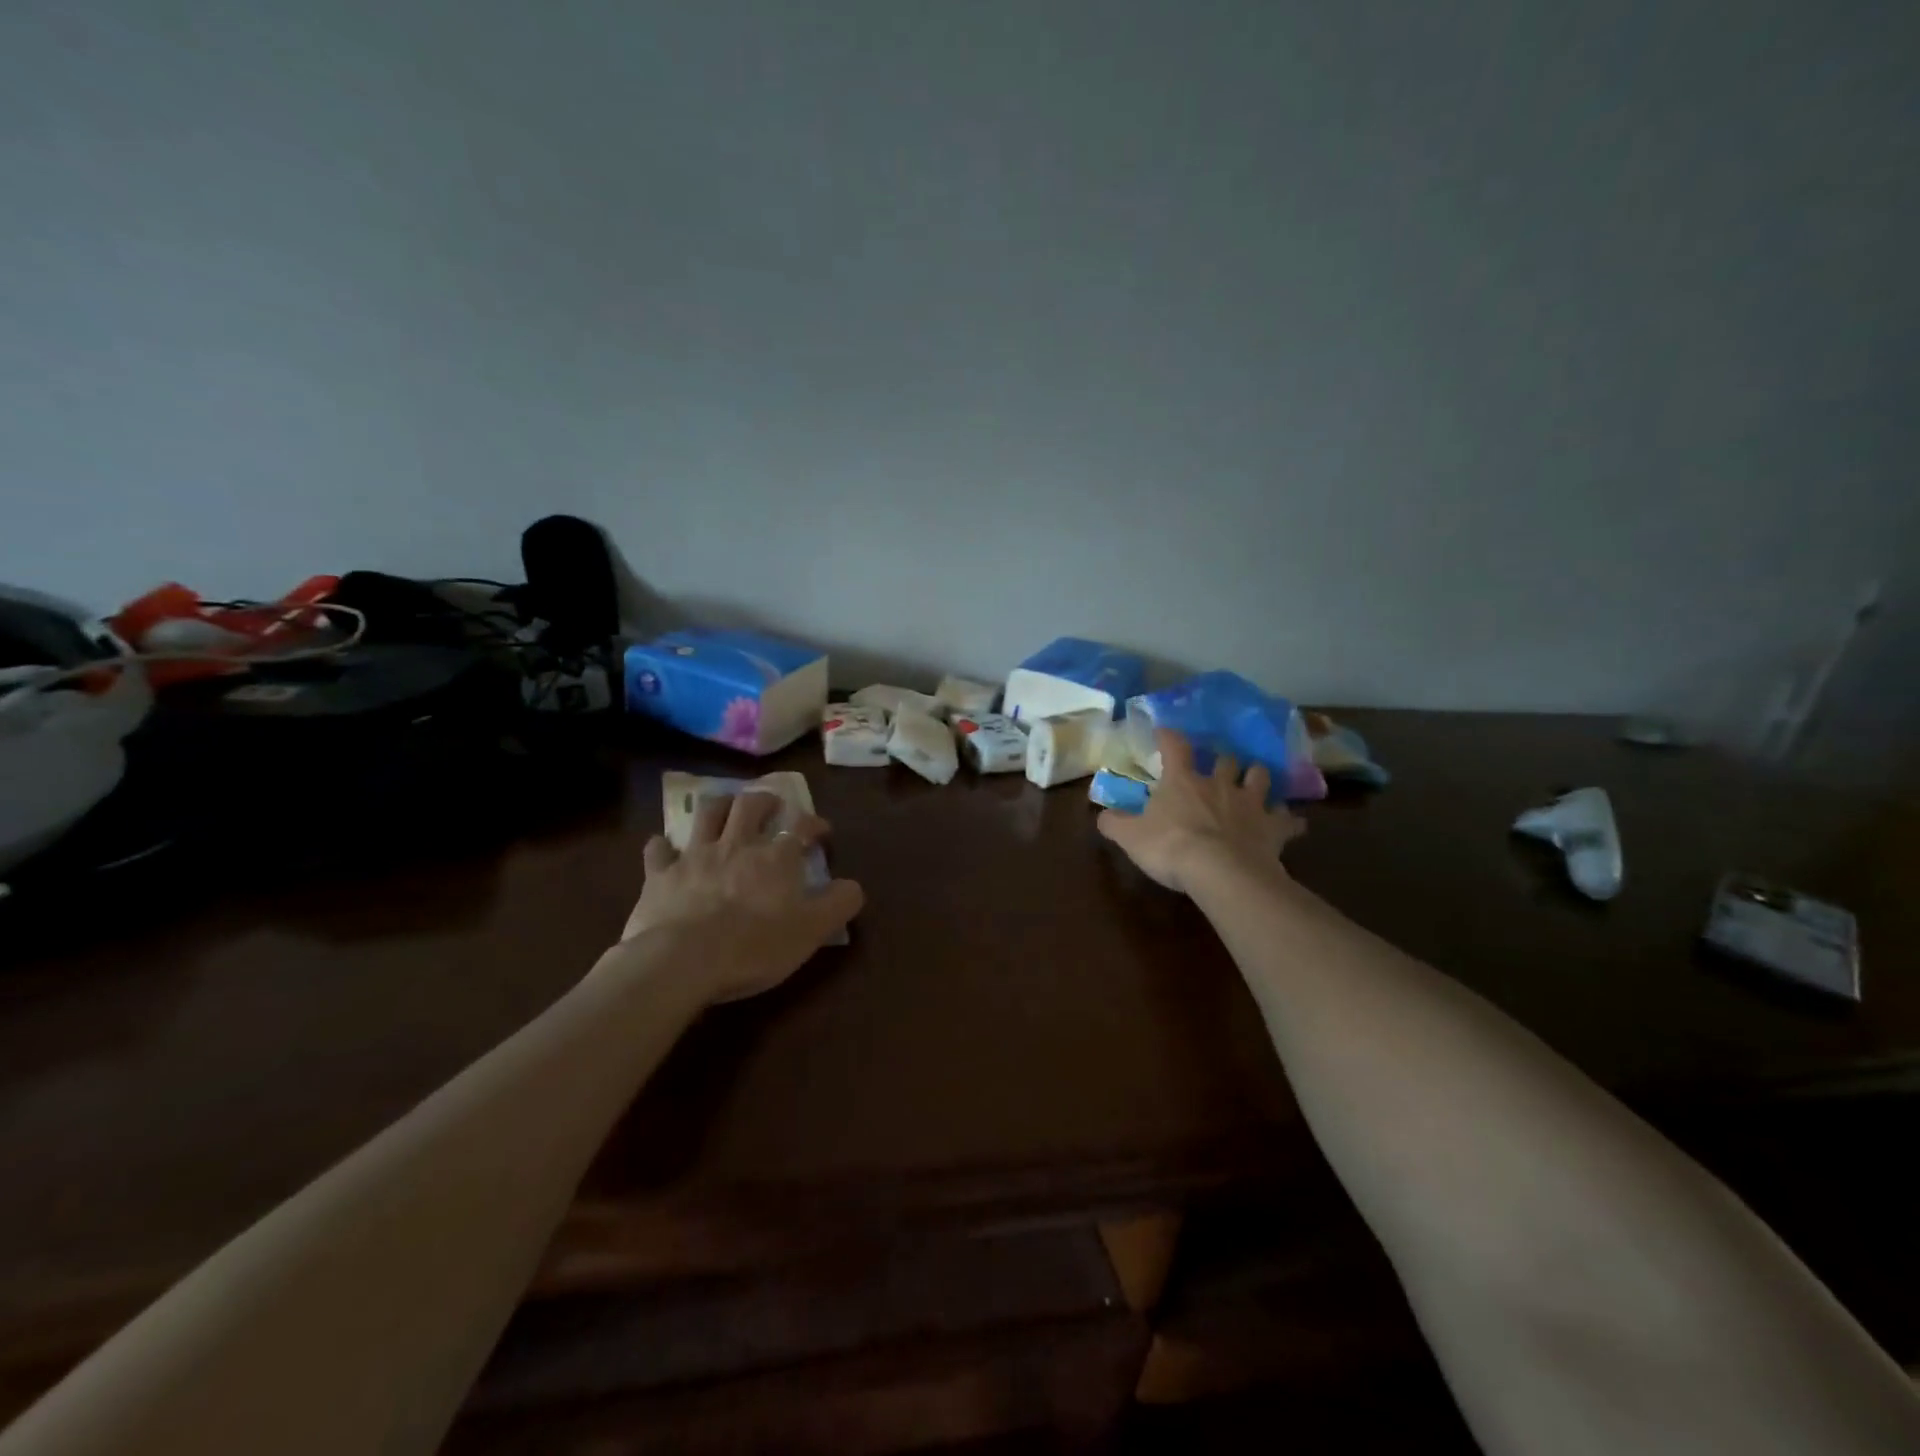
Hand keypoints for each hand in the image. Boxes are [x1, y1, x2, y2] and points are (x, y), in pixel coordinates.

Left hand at [620, 791, 864, 1002]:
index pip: (801, 826)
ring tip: (726, 809)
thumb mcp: (811, 932)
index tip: (821, 832)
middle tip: (771, 807)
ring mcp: (695, 856)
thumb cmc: (754, 946)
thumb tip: (853, 886)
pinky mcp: (660, 875)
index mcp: (776, 858)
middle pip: (750, 805)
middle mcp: (737, 845)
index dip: (814, 824)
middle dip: (764, 800)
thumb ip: (838, 905)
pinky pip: (658, 851)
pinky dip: (662, 846)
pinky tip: (664, 847)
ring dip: (720, 806)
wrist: (683, 961)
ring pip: (708, 813)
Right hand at [1097, 729, 1304, 892]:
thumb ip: (1115, 823)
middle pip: (1227, 759)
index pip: (1175, 746)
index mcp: (1183, 780)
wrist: (1221, 872)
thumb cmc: (1171, 847)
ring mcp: (1250, 803)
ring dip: (1258, 777)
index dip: (1169, 736)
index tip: (1164, 731)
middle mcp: (1219, 783)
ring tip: (1256, 782)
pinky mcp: (1273, 828)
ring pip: (1261, 777)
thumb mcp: (1130, 837)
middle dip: (1223, 759)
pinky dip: (1290, 821)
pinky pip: (1289, 820)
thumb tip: (1101, 815)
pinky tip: (1293, 824)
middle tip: (1219, 765)